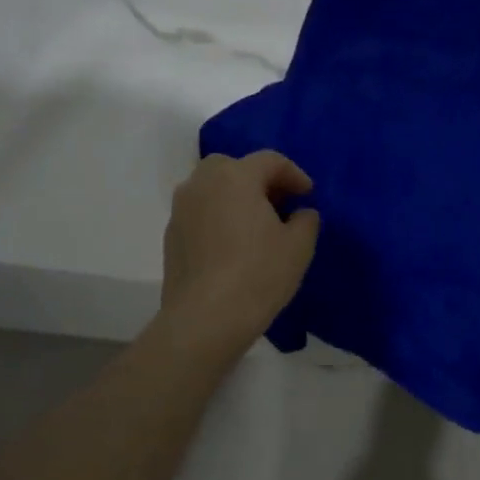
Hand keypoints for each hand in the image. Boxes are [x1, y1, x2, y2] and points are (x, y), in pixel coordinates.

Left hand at [158, 151, 320, 349]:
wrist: (205, 319)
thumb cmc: (259, 273)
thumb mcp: (299, 245)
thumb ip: (306, 220)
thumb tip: (300, 214)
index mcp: (236, 177)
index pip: (270, 161)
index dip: (294, 174)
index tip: (308, 195)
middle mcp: (202, 184)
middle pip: (233, 167)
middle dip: (258, 179)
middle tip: (279, 203)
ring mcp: (181, 210)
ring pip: (211, 189)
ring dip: (235, 197)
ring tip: (256, 224)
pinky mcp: (171, 237)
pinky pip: (200, 213)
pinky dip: (218, 217)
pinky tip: (234, 245)